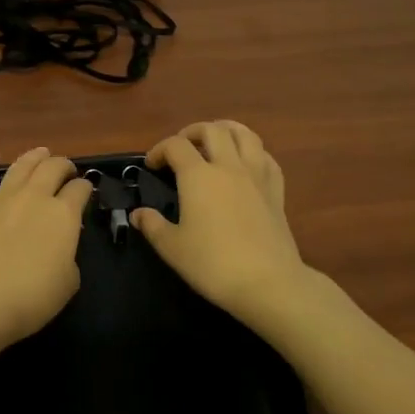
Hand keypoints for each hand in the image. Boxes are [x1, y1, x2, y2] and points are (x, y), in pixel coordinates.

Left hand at [0, 147, 90, 348]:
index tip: (86, 191)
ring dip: (34, 156)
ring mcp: (3, 197)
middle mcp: (35, 197)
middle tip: (66, 170)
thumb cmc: (30, 297)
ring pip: (22, 166)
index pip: (80, 190)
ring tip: (42, 152)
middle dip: (63, 165)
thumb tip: (61, 248)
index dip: (85, 188)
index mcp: (63, 215)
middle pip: (53, 168)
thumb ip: (69, 257)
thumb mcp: (68, 283)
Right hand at [134, 121, 307, 331]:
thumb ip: (152, 225)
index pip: (176, 146)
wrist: (267, 282)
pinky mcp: (276, 191)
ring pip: (245, 135)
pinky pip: (266, 157)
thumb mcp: (172, 248)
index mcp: (199, 176)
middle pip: (212, 130)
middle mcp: (228, 167)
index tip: (151, 165)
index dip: (159, 150)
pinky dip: (253, 152)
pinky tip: (246, 163)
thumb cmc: (213, 264)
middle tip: (182, 148)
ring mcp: (257, 176)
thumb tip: (138, 213)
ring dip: (226, 131)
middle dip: (192, 132)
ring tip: (215, 141)